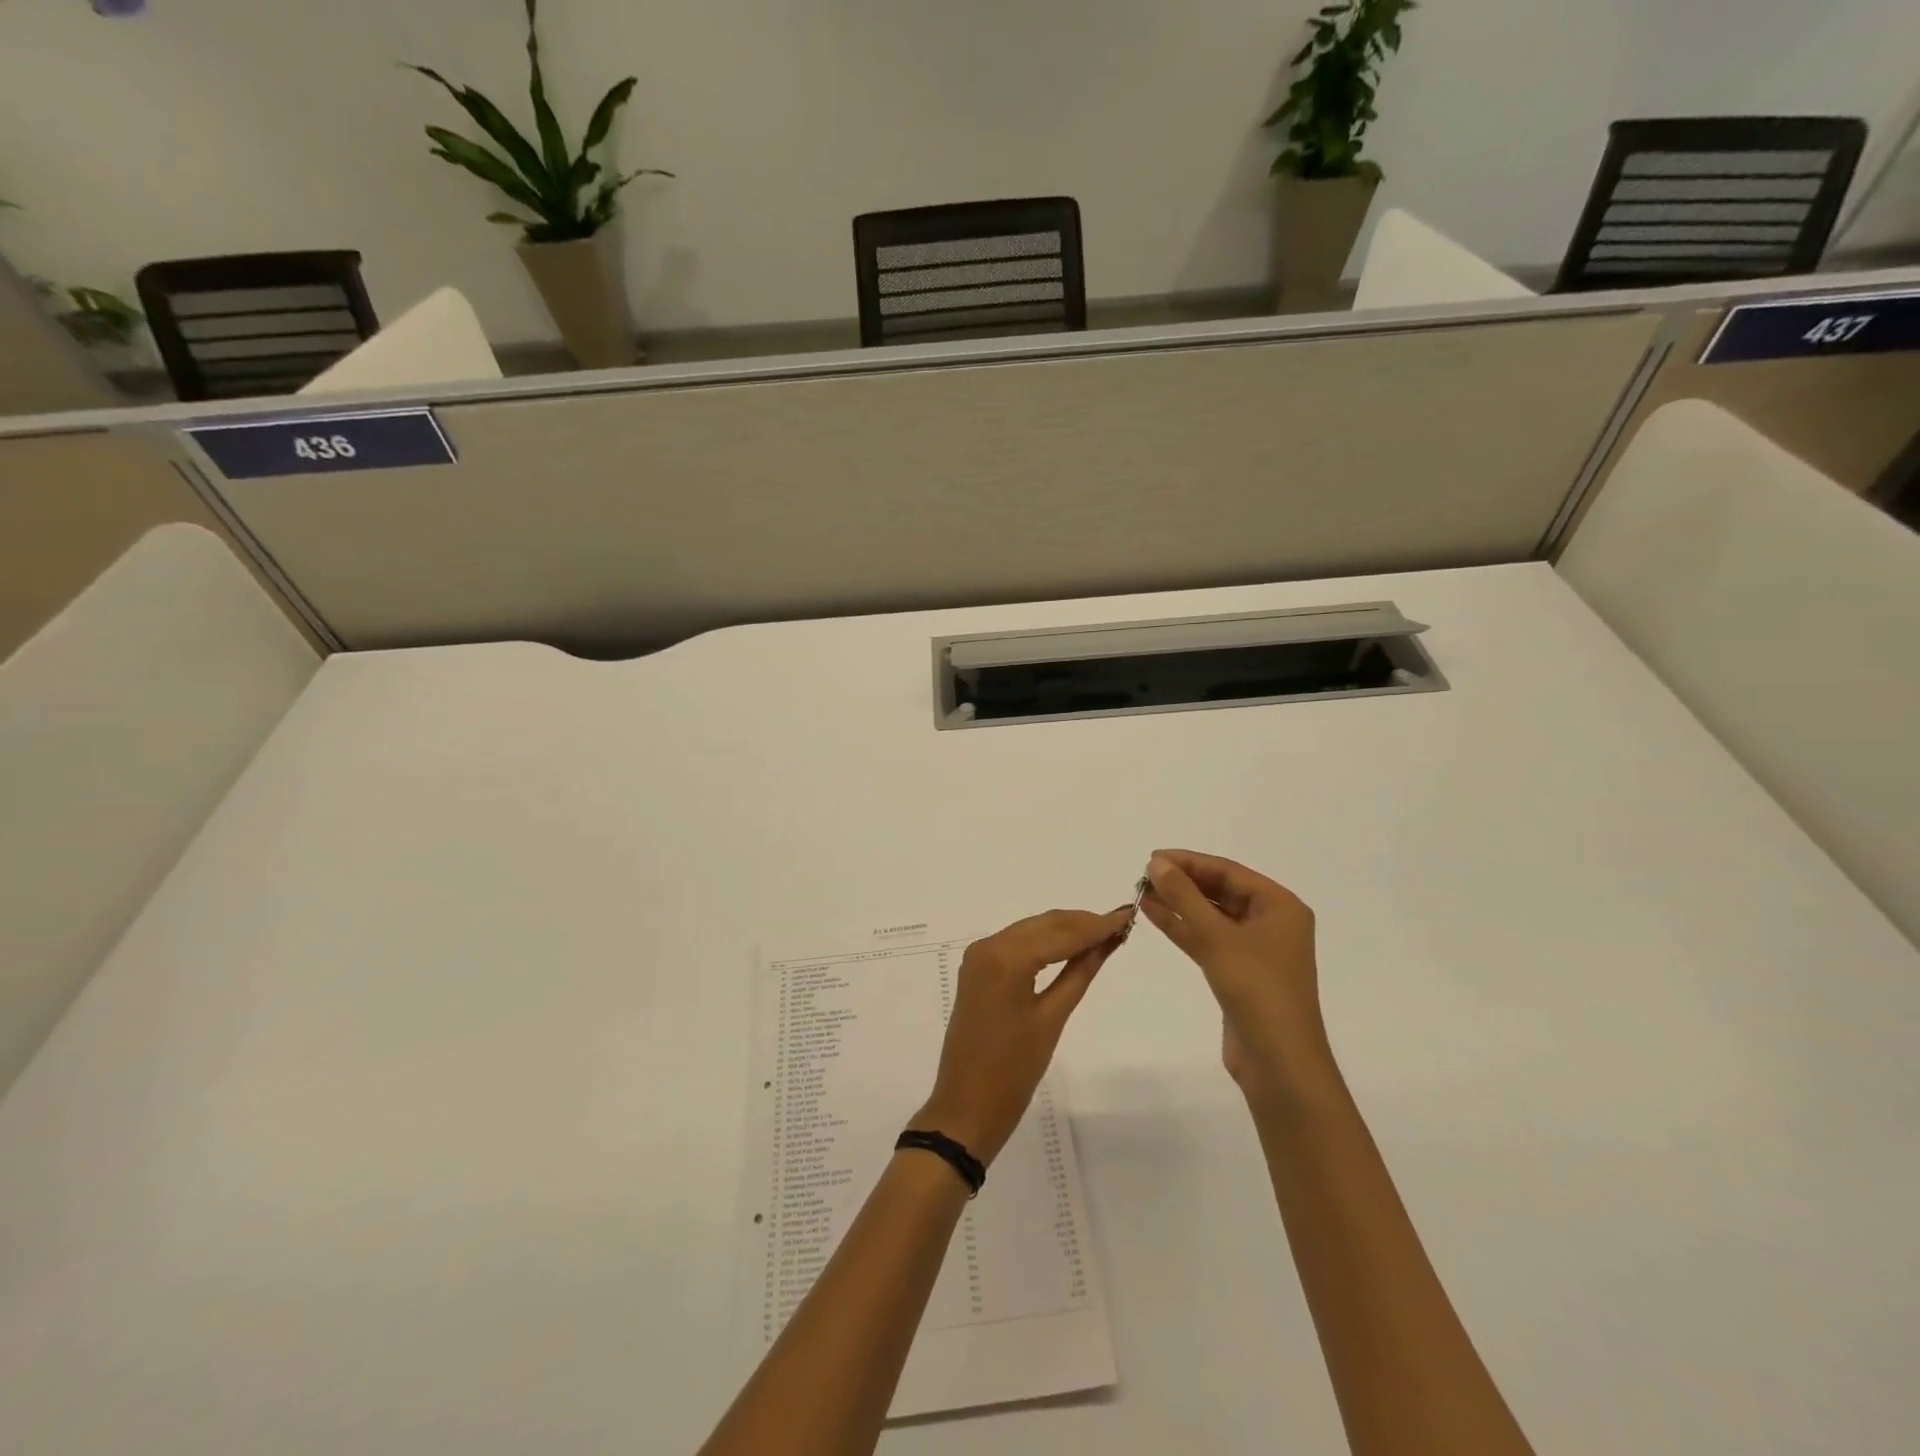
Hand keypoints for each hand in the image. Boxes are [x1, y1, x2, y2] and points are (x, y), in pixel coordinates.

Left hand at [912, 907, 1131, 1164]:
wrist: (966, 1106)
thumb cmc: (1014, 1071)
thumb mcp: (1052, 1019)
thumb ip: (1080, 972)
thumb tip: (1107, 941)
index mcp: (1006, 958)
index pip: (1061, 933)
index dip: (1096, 924)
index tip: (1128, 914)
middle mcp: (988, 945)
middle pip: (1044, 924)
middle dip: (1082, 923)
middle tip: (1121, 924)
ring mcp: (978, 955)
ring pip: (1030, 930)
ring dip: (1065, 930)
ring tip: (1103, 934)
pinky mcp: (977, 968)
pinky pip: (1016, 943)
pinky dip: (1044, 942)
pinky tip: (1070, 947)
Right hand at [1138, 850, 1330, 1096]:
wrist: (1279, 1063)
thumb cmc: (1257, 990)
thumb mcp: (1217, 937)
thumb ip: (1185, 896)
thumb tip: (1156, 863)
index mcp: (1280, 906)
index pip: (1229, 871)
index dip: (1190, 862)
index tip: (1152, 857)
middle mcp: (1271, 922)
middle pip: (1220, 891)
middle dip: (1183, 882)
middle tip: (1144, 875)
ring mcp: (1255, 950)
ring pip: (1211, 916)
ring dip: (1179, 904)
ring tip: (1141, 891)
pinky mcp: (1238, 973)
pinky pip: (1207, 939)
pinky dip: (1182, 927)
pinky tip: (1153, 914)